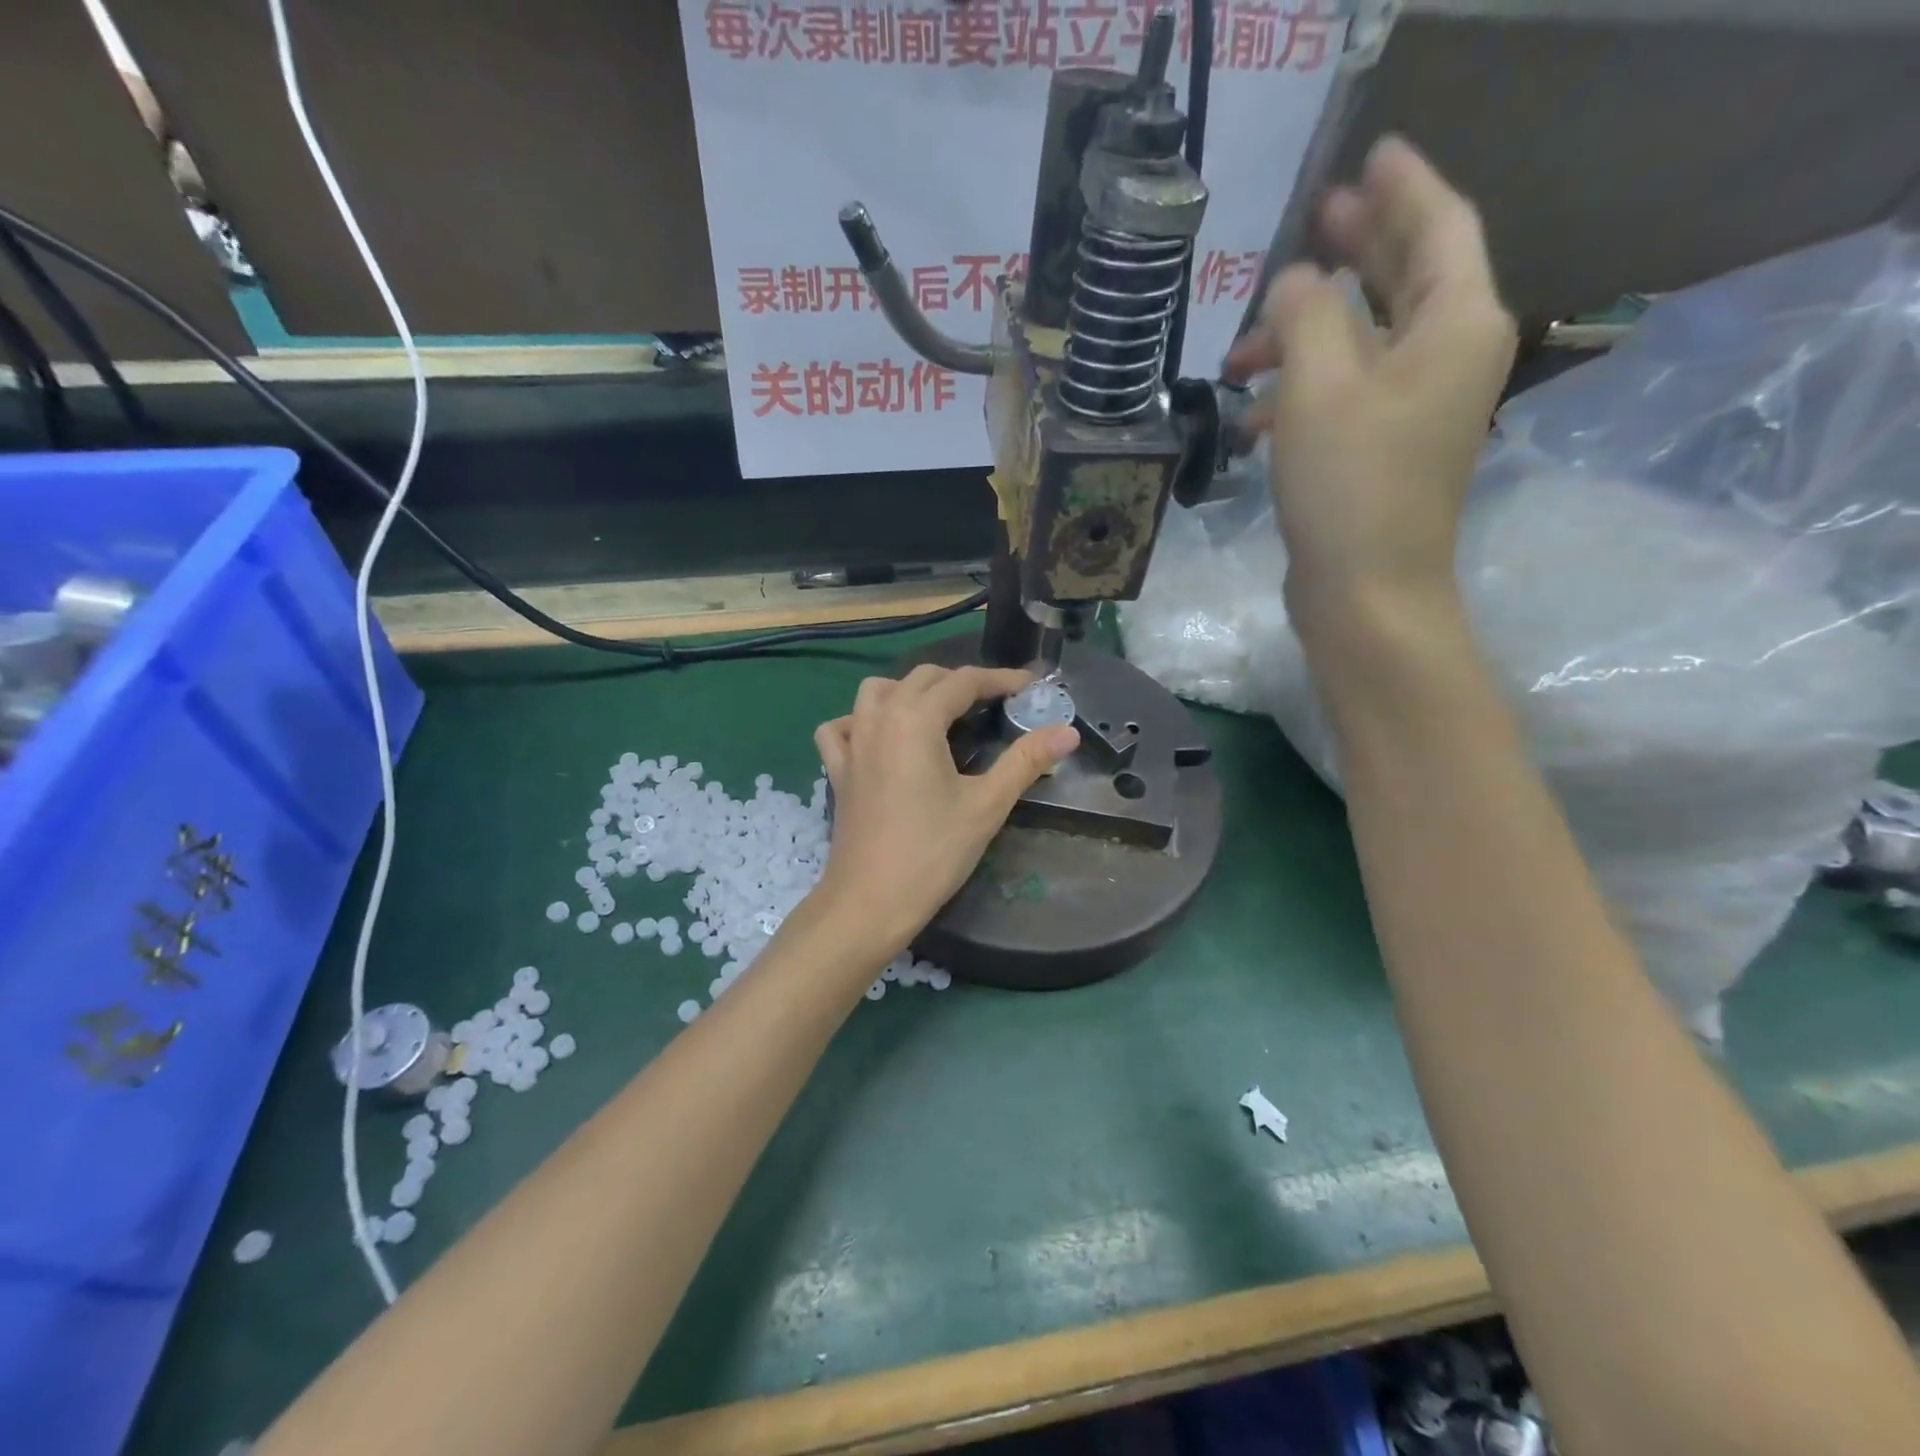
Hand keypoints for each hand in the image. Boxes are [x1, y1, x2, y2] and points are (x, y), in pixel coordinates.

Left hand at [812, 665, 1078, 956]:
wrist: (870, 901)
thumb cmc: (933, 852)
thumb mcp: (987, 805)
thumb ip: (1026, 761)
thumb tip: (1068, 732)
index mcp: (915, 719)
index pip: (963, 682)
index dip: (1000, 680)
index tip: (1029, 686)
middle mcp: (879, 718)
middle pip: (922, 678)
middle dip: (960, 682)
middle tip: (995, 703)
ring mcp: (852, 742)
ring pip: (876, 691)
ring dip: (910, 690)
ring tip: (938, 713)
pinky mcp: (836, 769)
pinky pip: (841, 727)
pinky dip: (860, 720)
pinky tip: (878, 737)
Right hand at [1224, 136, 1516, 648]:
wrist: (1366, 593)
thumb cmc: (1349, 485)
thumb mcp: (1318, 386)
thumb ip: (1305, 313)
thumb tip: (1294, 283)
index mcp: (1456, 324)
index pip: (1438, 226)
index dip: (1402, 186)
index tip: (1369, 155)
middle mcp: (1448, 357)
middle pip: (1404, 279)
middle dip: (1354, 250)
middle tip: (1310, 219)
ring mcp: (1417, 409)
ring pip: (1362, 344)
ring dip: (1304, 338)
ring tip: (1240, 352)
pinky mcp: (1382, 451)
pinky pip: (1345, 396)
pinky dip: (1301, 393)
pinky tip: (1251, 416)